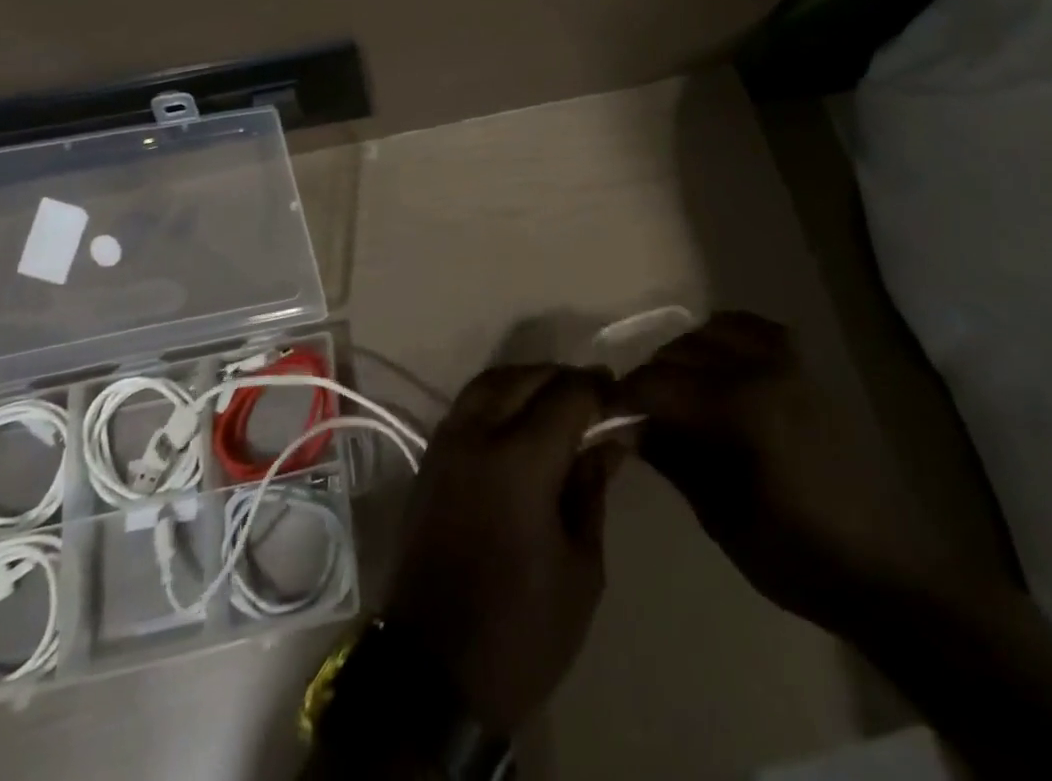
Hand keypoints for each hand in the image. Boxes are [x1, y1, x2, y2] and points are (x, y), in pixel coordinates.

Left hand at [382, 364, 620, 731]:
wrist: (435, 673)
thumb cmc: (522, 630)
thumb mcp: (581, 568)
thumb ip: (592, 490)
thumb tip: (611, 441)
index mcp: (521, 461)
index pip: (567, 394)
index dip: (599, 389)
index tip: (621, 398)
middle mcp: (478, 435)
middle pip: (526, 377)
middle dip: (564, 378)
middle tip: (595, 397)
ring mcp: (447, 443)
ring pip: (491, 381)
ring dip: (527, 380)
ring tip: (558, 402)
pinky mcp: (430, 459)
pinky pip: (468, 404)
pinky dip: (498, 396)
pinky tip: (519, 420)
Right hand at [618, 312, 992, 637]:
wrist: (888, 571)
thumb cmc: (799, 556)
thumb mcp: (722, 515)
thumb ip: (673, 457)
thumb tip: (629, 425)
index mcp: (740, 408)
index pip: (658, 384)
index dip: (622, 396)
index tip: (602, 413)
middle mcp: (762, 369)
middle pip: (682, 352)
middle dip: (650, 376)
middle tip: (634, 409)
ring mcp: (790, 363)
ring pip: (715, 330)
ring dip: (685, 352)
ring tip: (673, 386)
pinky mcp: (809, 369)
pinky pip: (757, 329)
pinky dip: (726, 335)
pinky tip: (717, 361)